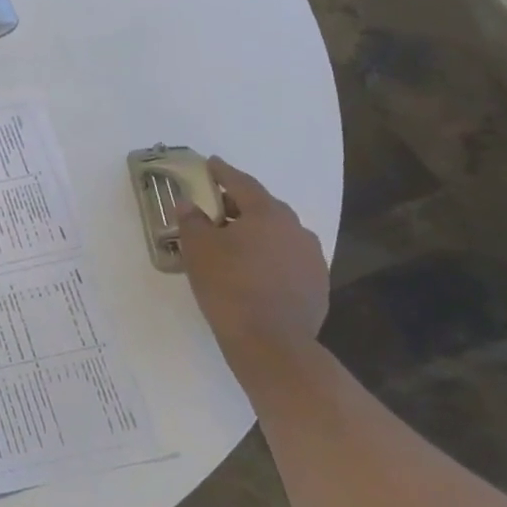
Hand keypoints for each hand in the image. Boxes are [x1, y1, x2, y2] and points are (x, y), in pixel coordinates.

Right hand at [176, 157, 329, 360]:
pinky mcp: (317, 284)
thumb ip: (192, 220)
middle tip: (216, 207)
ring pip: (278, 234)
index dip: (223, 172)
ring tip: (234, 242)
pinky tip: (253, 270)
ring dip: (256, 232)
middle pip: (264, 207)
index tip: (211, 163)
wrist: (272, 342)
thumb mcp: (198, 249)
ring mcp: (312, 258)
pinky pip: (288, 258)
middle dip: (239, 204)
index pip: (242, 183)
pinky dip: (269, 255)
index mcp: (267, 214)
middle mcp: (296, 229)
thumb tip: (188, 203)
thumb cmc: (229, 286)